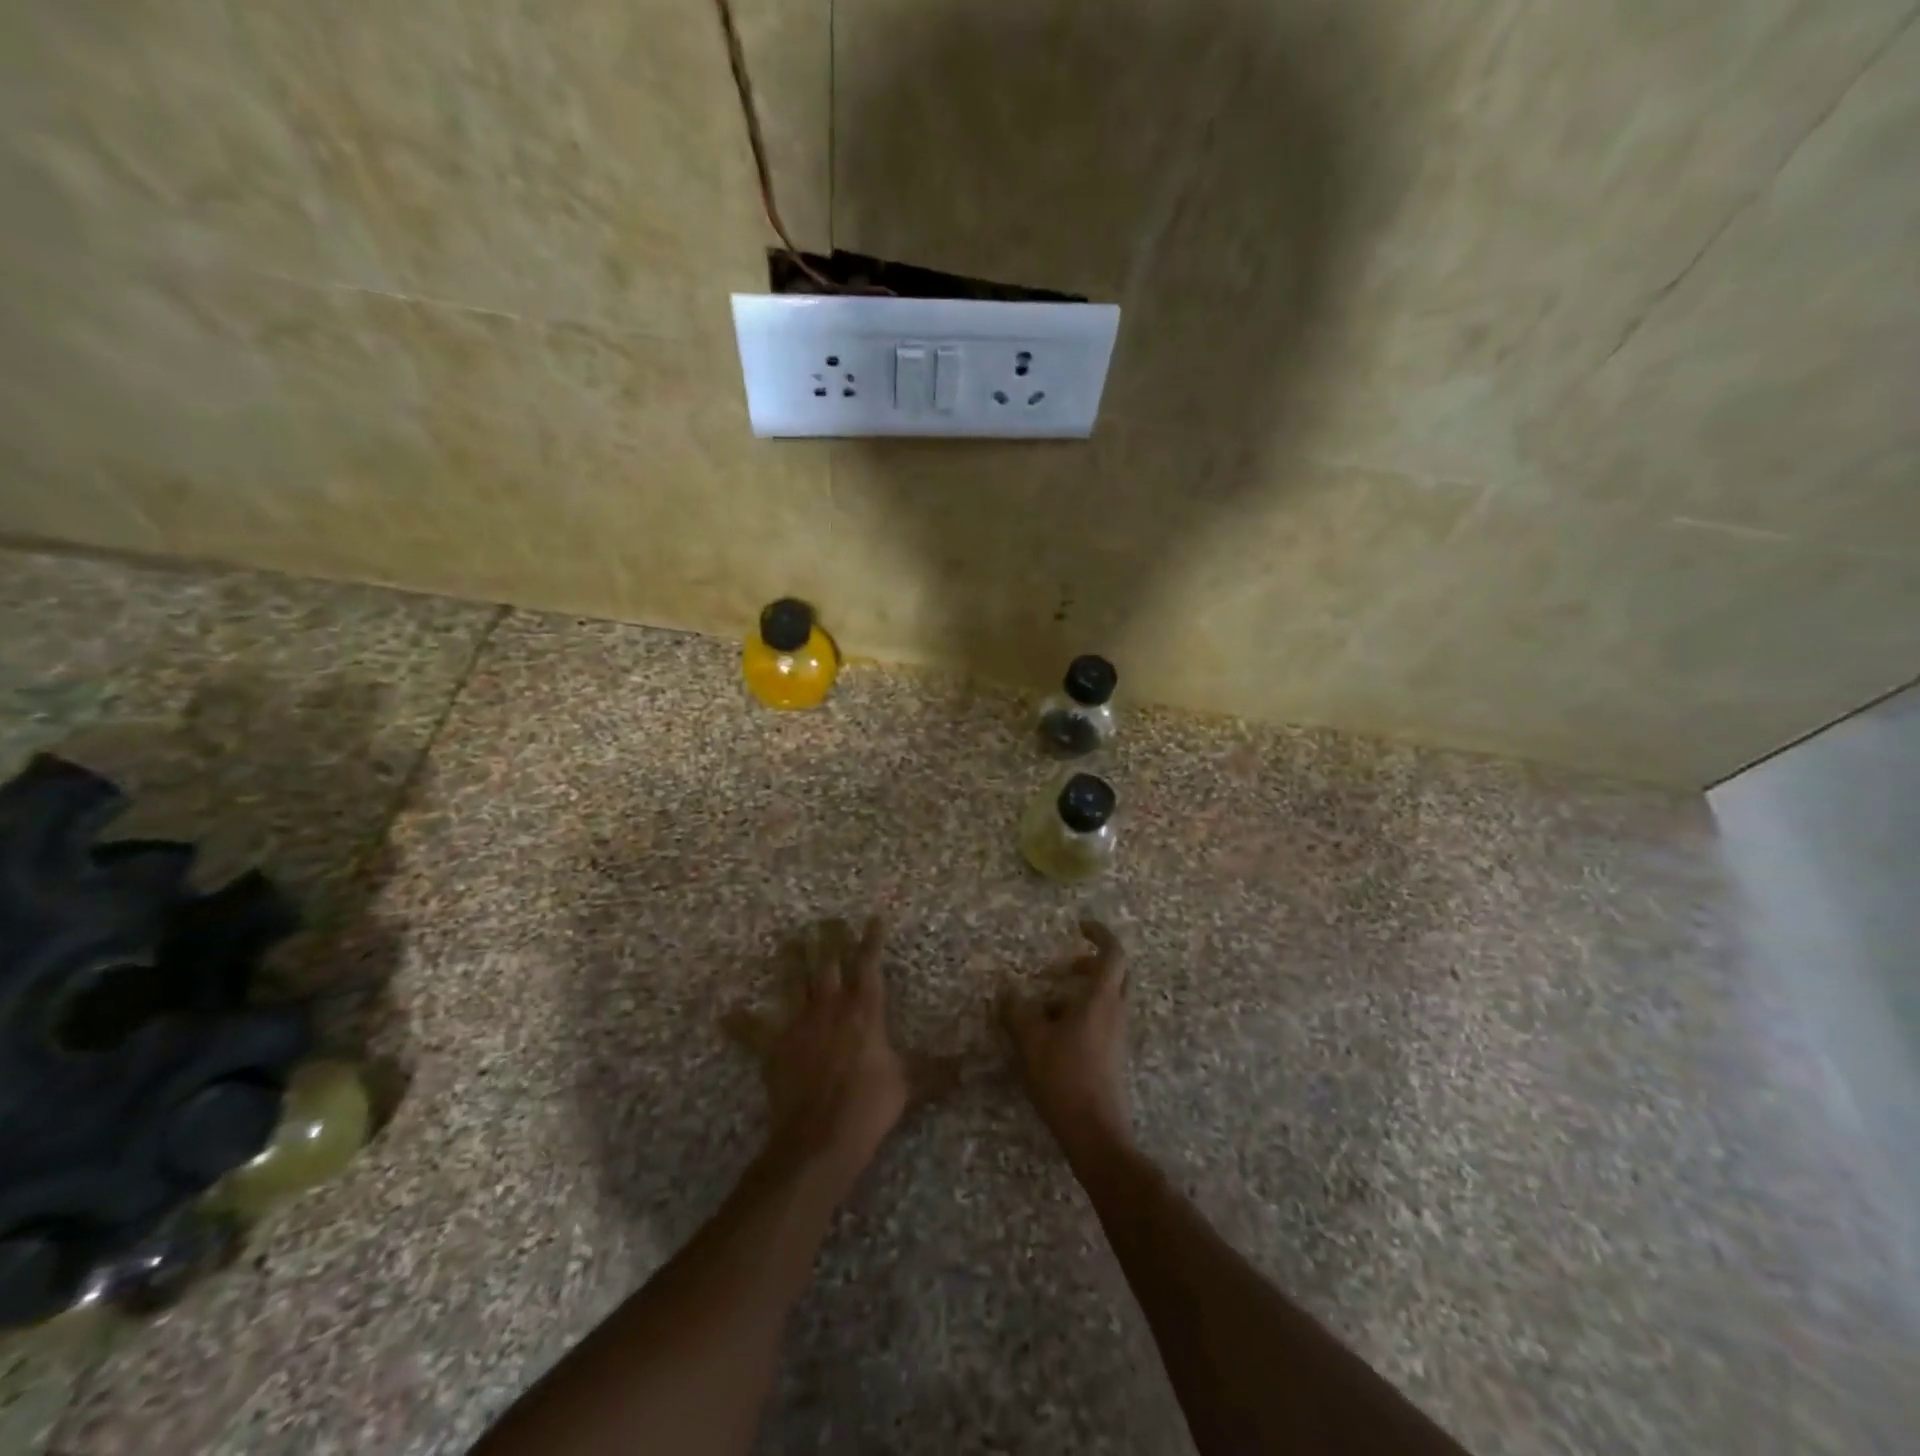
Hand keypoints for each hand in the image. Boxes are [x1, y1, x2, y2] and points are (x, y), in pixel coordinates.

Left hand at [723, 917, 921, 1186]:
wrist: (820, 1137)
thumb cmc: (869, 1105)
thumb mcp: (910, 1085)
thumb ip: (938, 1070)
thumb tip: (974, 1065)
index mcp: (864, 1011)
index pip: (869, 966)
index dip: (871, 940)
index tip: (873, 917)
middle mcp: (831, 1008)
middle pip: (829, 965)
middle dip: (829, 941)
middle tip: (828, 920)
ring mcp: (800, 1026)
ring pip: (794, 984)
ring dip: (792, 962)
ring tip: (790, 940)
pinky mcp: (775, 1049)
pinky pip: (755, 1033)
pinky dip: (742, 1024)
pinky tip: (725, 1015)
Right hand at [1001, 919, 1131, 1156]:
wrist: (1095, 1133)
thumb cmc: (1064, 1078)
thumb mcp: (1030, 1040)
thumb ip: (1017, 1009)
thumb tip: (1007, 988)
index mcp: (1101, 999)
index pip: (1113, 953)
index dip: (1100, 934)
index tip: (1079, 925)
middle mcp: (1116, 1012)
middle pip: (1117, 974)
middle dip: (1092, 962)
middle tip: (1064, 965)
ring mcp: (1118, 1036)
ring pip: (1109, 998)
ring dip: (1084, 990)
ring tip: (1049, 1001)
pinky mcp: (1114, 1056)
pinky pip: (1103, 1020)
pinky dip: (1083, 1013)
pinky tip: (1055, 1032)